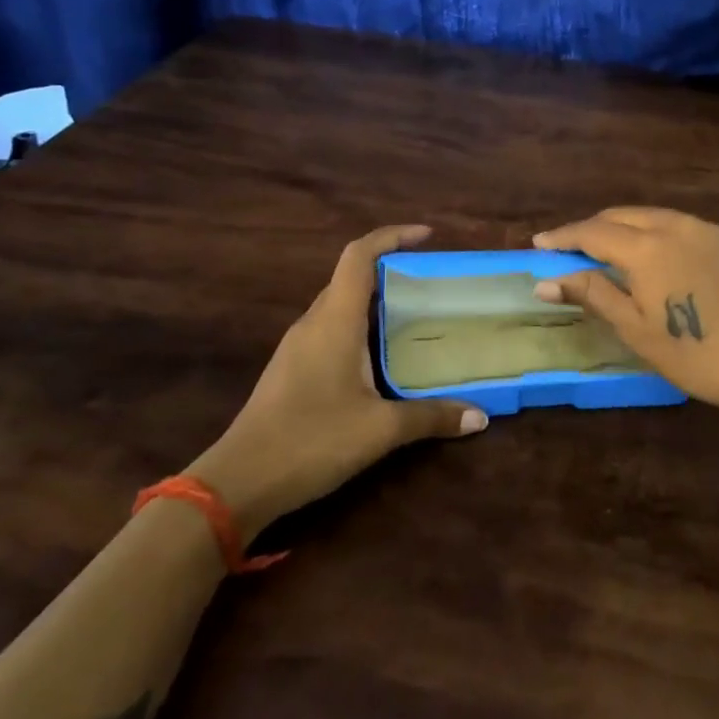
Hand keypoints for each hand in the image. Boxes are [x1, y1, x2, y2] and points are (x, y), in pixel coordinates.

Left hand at [188, 225, 487, 538]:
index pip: (359, 256)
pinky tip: (382, 356)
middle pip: (351, 277)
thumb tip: (480, 417)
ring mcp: (298, 346)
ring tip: (415, 314)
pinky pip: (331, 329)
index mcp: (334, 321)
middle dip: (391, 269)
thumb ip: (431, 417)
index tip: (427, 236)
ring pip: (340, 305)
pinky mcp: (292, 369)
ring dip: (375, 300)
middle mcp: (314, 323)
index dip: (392, 236)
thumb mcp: (380, 429)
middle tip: (432, 282)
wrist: (238, 483)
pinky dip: (361, 327)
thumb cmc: (311, 440)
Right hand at [531, 208, 718, 424]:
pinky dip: (651, 231)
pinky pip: (675, 224)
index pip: (593, 232)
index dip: (563, 237)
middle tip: (568, 250)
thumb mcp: (635, 329)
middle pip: (620, 216)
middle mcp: (673, 226)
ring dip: (621, 227)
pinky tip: (648, 253)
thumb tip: (546, 282)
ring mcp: (703, 229)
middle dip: (590, 229)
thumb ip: (592, 294)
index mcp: (647, 248)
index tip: (538, 243)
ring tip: (603, 250)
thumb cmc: (694, 354)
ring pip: (649, 216)